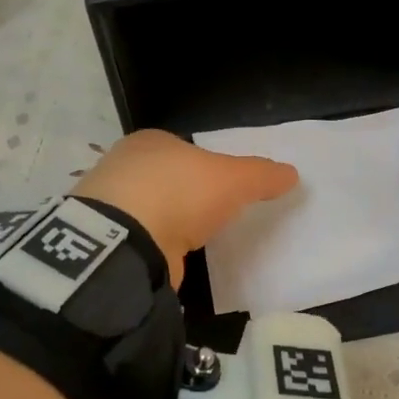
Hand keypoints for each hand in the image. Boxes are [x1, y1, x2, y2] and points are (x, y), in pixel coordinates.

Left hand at [75, 130, 298, 285]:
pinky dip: (155, 246)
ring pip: (149, 209)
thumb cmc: (180, 192)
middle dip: (186, 194)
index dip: (206, 165)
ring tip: (195, 241)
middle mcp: (125, 165)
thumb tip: (292, 173)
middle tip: (214, 215)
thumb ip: (262, 175)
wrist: (125, 241)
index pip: (184, 149)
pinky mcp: (106, 240)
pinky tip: (170, 258)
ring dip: (168, 223)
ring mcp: (110, 204)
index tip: (225, 187)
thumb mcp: (233, 179)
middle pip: (165, 177)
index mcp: (152, 141)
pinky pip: (140, 238)